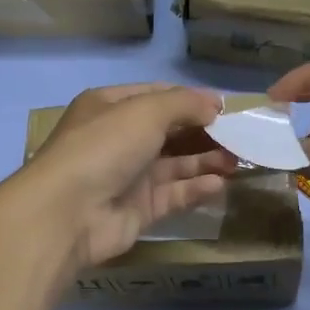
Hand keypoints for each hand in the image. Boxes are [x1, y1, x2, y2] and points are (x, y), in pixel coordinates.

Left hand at [12, 83, 236, 267]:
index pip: (158, 96)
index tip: (226, 108)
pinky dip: (196, 188)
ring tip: (239, 160)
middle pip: (170, 132)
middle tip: (242, 136)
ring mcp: (129, 176)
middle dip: (205, 132)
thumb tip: (214, 103)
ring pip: (175, 165)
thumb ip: (184, 104)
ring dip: (206, 160)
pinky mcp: (138, 210)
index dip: (192, 100)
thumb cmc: (104, 147)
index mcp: (111, 107)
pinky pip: (173, 195)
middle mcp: (119, 139)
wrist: (67, 213)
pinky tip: (218, 184)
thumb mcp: (145, 111)